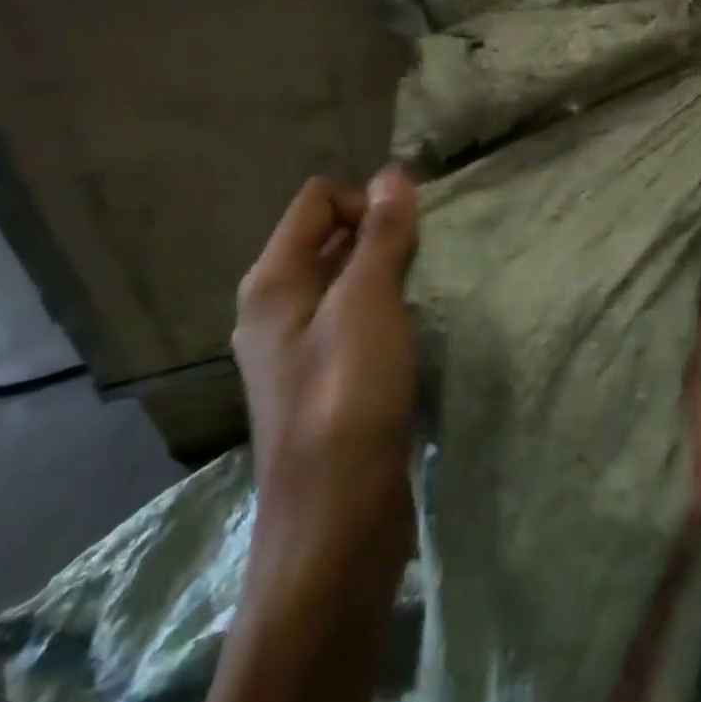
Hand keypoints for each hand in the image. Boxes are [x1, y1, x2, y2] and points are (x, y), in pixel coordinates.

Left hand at [232, 170, 419, 582]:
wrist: (338, 528)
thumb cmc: (347, 401)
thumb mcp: (368, 305)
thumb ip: (380, 237)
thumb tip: (393, 173)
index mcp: (273, 281)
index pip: (319, 200)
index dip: (365, 203)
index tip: (407, 237)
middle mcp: (277, 308)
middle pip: (332, 237)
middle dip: (382, 237)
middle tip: (426, 261)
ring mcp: (301, 348)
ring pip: (349, 282)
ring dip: (390, 276)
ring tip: (427, 293)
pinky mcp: (328, 381)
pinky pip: (358, 321)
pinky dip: (389, 313)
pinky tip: (417, 333)